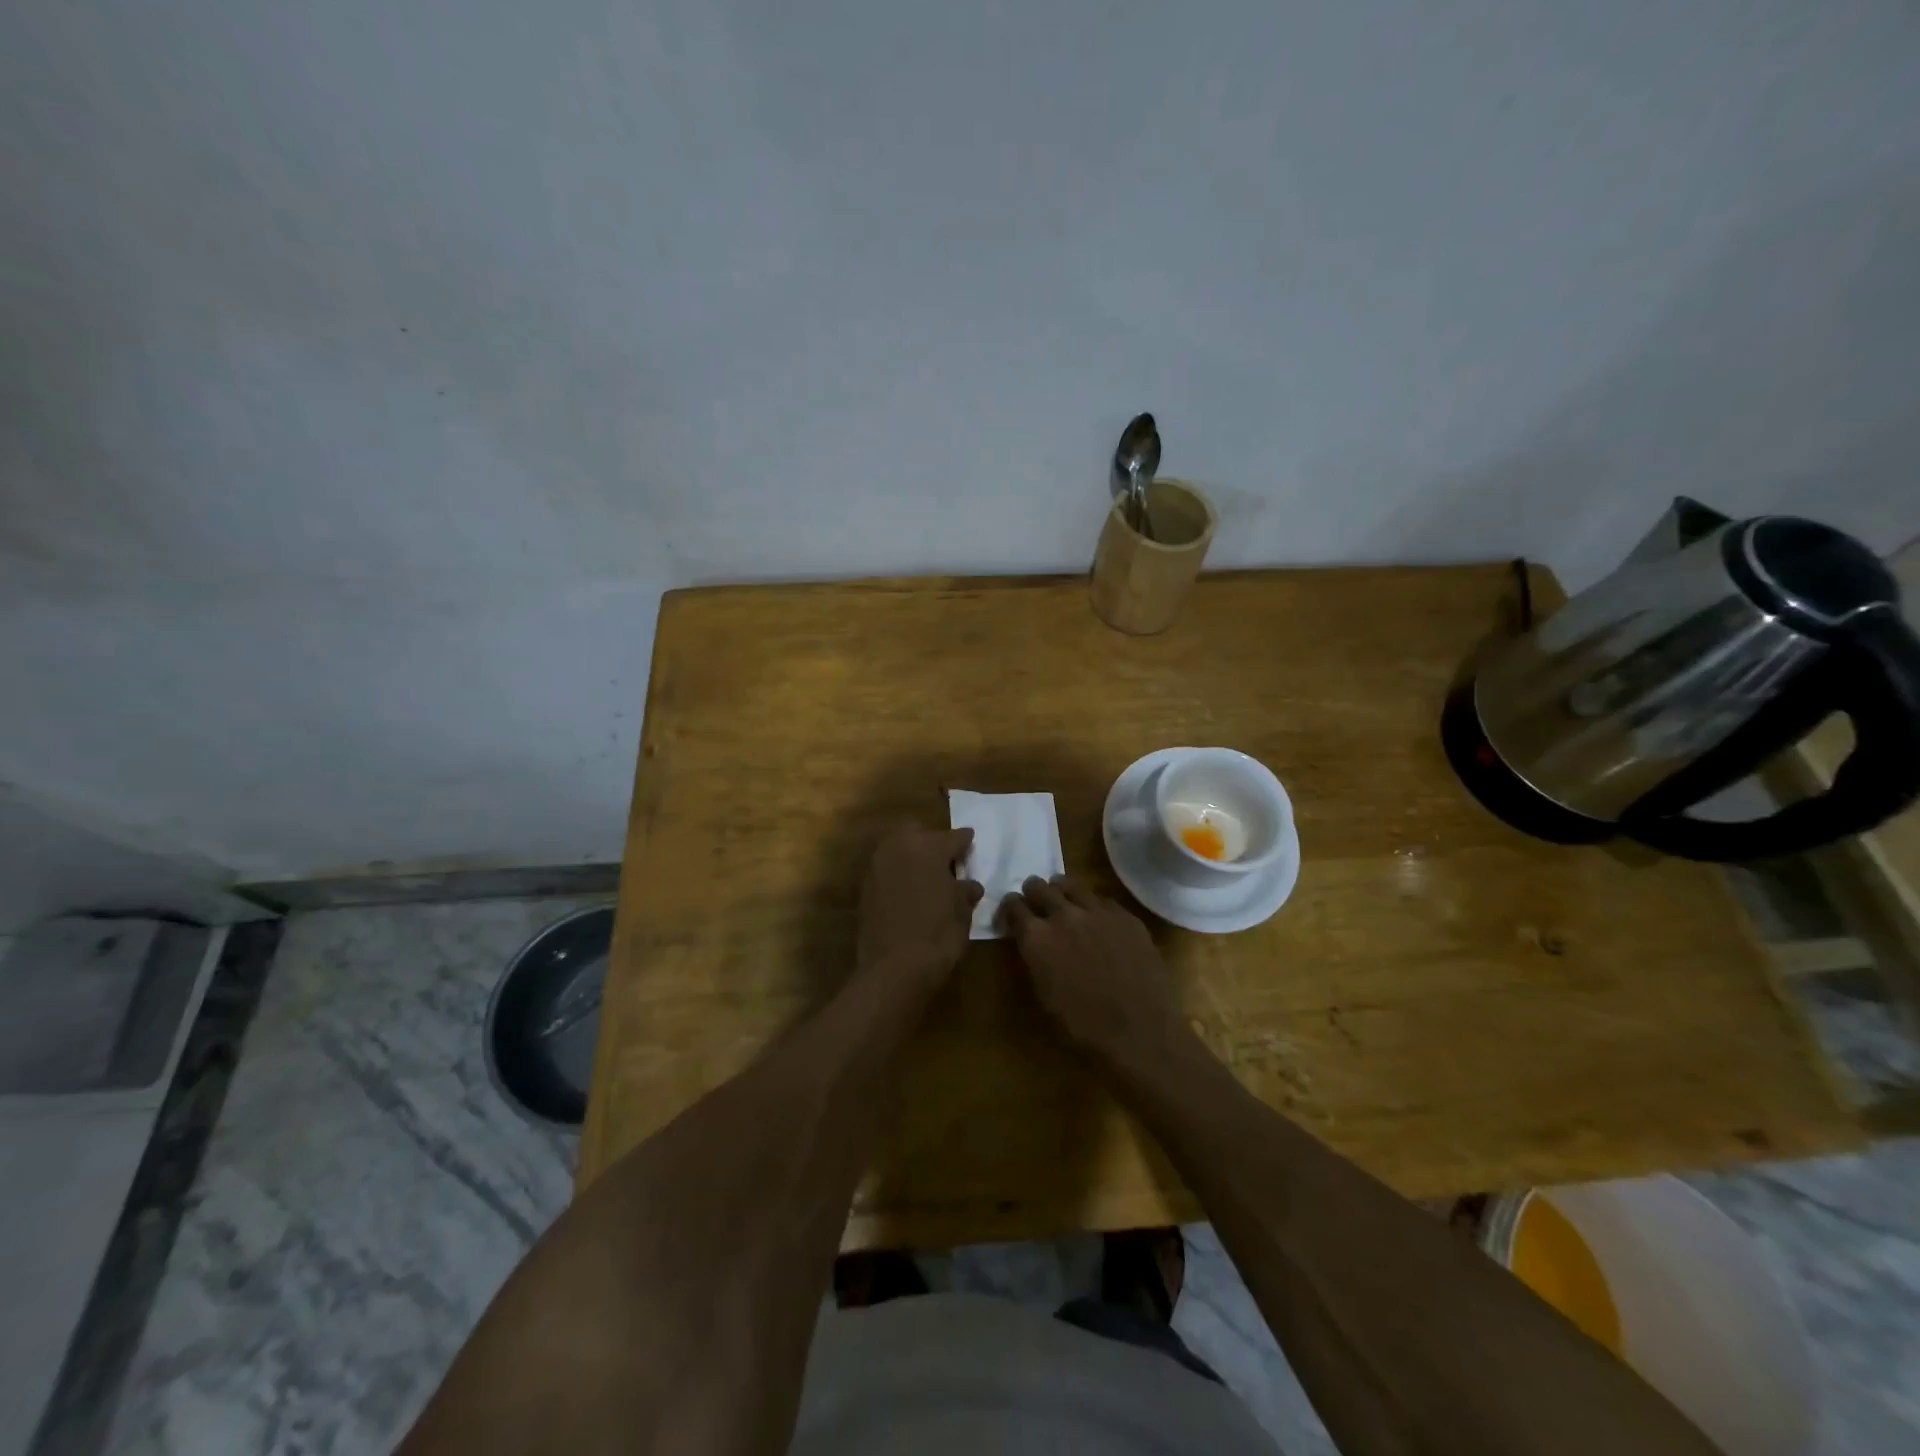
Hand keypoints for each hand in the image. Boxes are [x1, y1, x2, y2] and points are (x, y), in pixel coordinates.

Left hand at [856, 821, 982, 992]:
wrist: (894, 968)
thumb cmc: (938, 935)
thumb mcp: (962, 913)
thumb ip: (965, 892)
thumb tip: (969, 885)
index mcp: (929, 847)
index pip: (953, 837)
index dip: (965, 841)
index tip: (970, 842)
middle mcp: (900, 848)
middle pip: (916, 830)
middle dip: (930, 839)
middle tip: (944, 859)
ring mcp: (877, 866)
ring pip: (896, 847)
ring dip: (911, 855)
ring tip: (926, 876)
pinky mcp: (865, 887)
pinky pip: (885, 869)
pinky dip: (897, 874)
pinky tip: (909, 891)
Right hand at [1000, 876, 1185, 1069]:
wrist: (1140, 1032)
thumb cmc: (1084, 1026)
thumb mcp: (1045, 995)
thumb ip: (1035, 959)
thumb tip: (1033, 943)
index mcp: (1037, 938)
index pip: (1013, 906)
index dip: (1011, 908)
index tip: (1013, 913)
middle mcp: (1064, 915)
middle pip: (1040, 887)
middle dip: (1033, 892)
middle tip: (1036, 900)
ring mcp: (1098, 912)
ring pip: (1072, 884)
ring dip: (1062, 890)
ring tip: (1064, 898)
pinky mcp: (1126, 916)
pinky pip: (1103, 900)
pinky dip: (1093, 905)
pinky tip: (1098, 918)